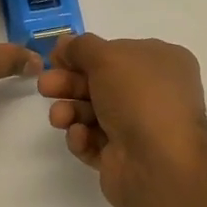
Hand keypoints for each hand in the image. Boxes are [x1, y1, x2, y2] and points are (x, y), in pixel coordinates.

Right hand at [37, 33, 206, 206]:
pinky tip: (80, 136)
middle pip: (100, 83)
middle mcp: (153, 93)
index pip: (117, 52)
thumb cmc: (140, 97)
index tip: (55, 57)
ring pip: (93, 113)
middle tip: (45, 86)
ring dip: (71, 110)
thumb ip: (81, 47)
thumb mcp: (108, 57)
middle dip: (69, 83)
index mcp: (162, 63)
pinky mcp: (123, 158)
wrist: (159, 164)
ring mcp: (139, 127)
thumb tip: (65, 42)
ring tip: (59, 117)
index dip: (84, 54)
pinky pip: (94, 141)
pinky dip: (82, 137)